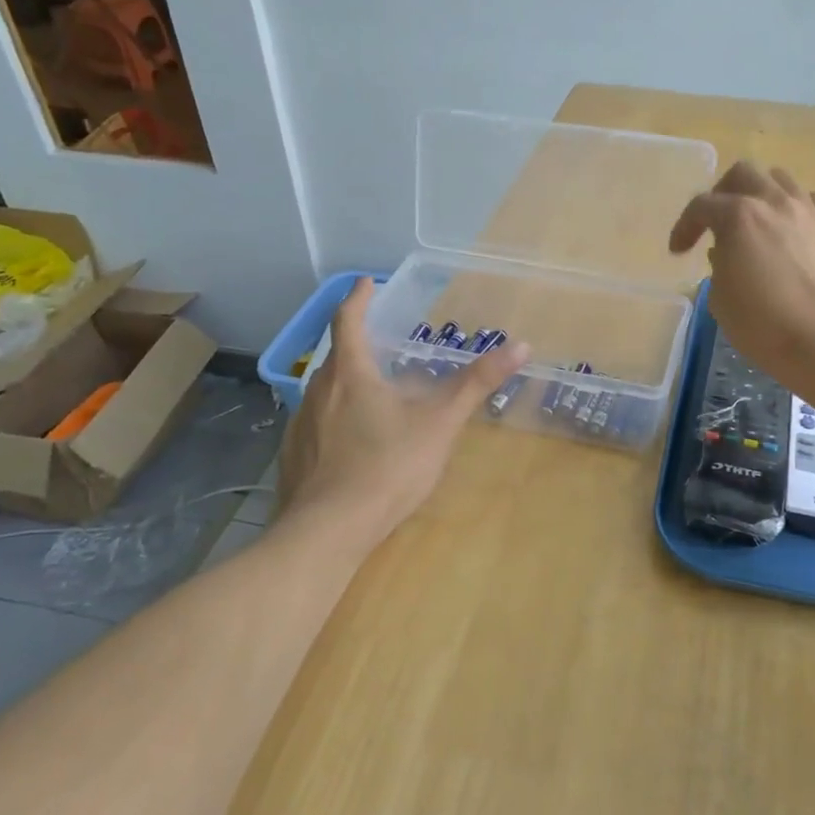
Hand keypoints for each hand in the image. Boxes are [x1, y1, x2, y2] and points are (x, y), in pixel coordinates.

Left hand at [276, 278, 528, 556]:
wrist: (328, 532)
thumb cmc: (388, 466)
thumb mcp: (440, 423)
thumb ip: (476, 384)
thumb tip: (521, 346)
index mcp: (350, 374)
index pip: (348, 321)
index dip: (358, 298)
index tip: (366, 283)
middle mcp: (317, 391)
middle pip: (336, 357)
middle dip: (356, 344)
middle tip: (380, 344)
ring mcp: (300, 425)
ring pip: (324, 392)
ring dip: (345, 384)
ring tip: (370, 393)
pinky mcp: (293, 457)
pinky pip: (315, 424)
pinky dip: (333, 420)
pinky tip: (350, 443)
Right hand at [669, 161, 814, 381]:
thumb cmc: (764, 325)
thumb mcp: (721, 299)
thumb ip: (720, 267)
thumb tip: (728, 253)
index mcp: (739, 217)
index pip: (701, 206)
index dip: (685, 226)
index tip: (679, 251)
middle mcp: (776, 203)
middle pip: (744, 173)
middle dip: (724, 193)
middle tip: (719, 221)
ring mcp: (813, 213)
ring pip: (783, 181)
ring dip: (764, 196)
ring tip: (761, 224)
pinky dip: (799, 213)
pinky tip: (797, 237)